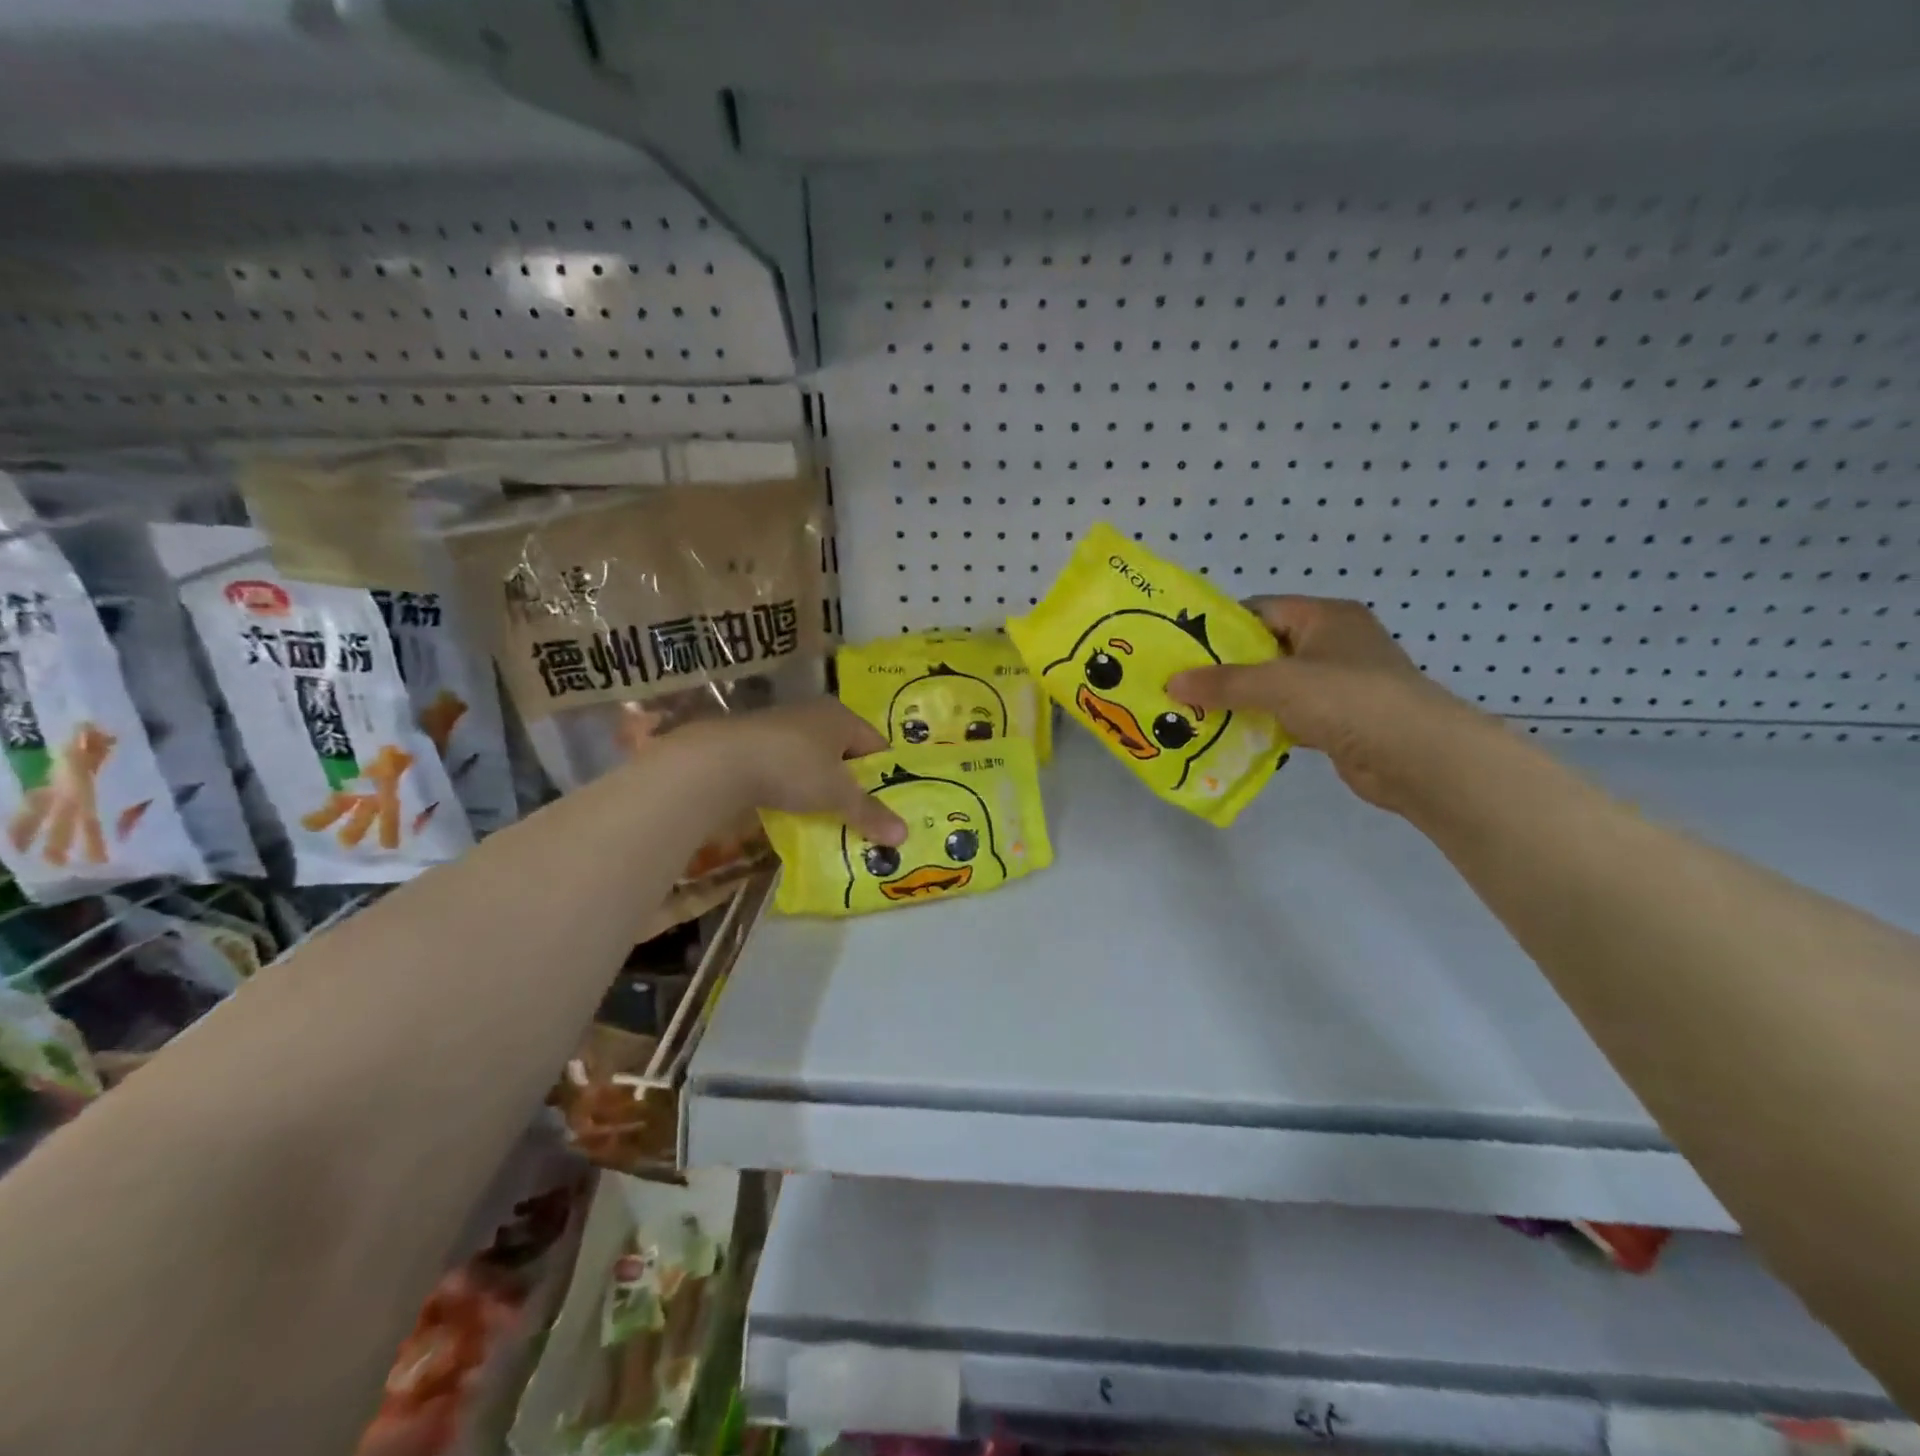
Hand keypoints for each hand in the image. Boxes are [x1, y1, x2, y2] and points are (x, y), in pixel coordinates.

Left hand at [684, 698, 906, 845]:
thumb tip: (904, 836)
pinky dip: (793, 787)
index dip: (885, 773)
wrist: (720, 761)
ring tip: (828, 816)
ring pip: (814, 761)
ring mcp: (780, 727)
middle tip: (863, 815)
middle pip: (844, 752)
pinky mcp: (754, 744)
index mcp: (841, 716)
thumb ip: (870, 813)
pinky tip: (792, 808)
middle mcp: (813, 714)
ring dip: (821, 786)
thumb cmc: (794, 768)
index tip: (889, 804)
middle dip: (853, 783)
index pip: (876, 744)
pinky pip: (786, 768)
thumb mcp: (837, 795)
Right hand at [1168, 597, 1487, 812]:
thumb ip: (1224, 683)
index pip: (1261, 610)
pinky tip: (1232, 736)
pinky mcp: (1340, 720)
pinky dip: (1263, 724)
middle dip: (1225, 668)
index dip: (1221, 627)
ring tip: (1196, 711)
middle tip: (1182, 684)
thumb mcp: (1278, 684)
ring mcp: (1339, 683)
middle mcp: (1334, 643)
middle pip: (1265, 649)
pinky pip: (1289, 715)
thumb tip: (1172, 683)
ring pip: (1276, 685)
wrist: (1418, 757)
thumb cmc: (1348, 700)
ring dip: (1242, 700)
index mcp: (1326, 616)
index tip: (1182, 648)